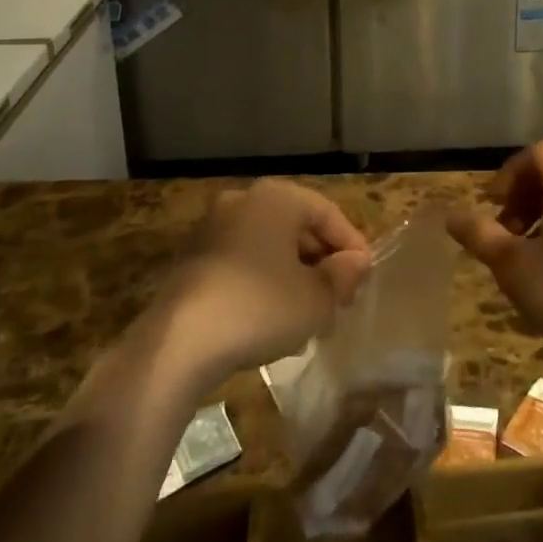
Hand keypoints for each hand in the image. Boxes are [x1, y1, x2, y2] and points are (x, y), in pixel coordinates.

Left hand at [160, 180, 373, 386]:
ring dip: (293, 273)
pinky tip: (272, 318)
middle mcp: (244, 200)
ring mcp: (213, 227)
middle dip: (321, 261)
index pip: (327, 213)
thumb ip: (342, 276)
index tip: (364, 278)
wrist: (178, 343)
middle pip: (296, 226)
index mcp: (277, 197)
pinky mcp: (192, 258)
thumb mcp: (315, 299)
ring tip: (310, 314)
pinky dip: (263, 281)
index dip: (351, 245)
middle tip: (339, 297)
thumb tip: (356, 263)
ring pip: (268, 245)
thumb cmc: (259, 308)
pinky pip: (242, 261)